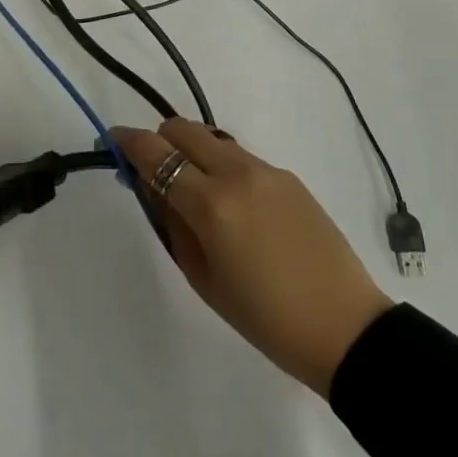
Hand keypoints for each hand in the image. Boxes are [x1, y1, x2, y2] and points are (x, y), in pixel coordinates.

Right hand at [112, 119, 390, 394]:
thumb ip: (172, 223)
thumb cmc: (265, 319)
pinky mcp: (288, 176)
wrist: (346, 327)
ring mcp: (266, 170)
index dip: (126, 141)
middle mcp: (237, 173)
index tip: (111, 142)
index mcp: (211, 204)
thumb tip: (151, 186)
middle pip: (182, 129)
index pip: (155, 153)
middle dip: (160, 142)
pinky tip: (235, 209)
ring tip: (197, 196)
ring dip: (192, 153)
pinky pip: (240, 158)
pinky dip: (222, 168)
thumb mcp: (203, 278)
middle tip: (155, 175)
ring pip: (212, 139)